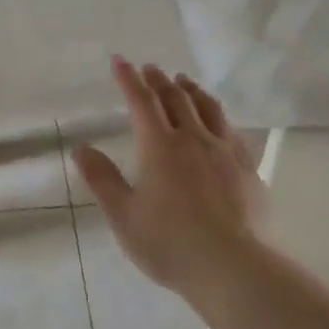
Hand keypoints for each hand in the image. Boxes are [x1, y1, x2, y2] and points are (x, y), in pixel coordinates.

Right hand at [72, 60, 269, 299]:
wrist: (236, 268)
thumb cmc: (171, 244)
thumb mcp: (124, 217)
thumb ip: (103, 180)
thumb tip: (81, 148)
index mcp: (159, 147)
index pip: (141, 102)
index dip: (129, 79)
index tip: (120, 61)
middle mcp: (193, 139)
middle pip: (175, 99)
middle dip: (159, 80)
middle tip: (150, 68)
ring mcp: (225, 152)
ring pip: (208, 108)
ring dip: (191, 90)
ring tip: (183, 81)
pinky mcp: (247, 168)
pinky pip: (231, 129)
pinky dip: (218, 115)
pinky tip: (219, 121)